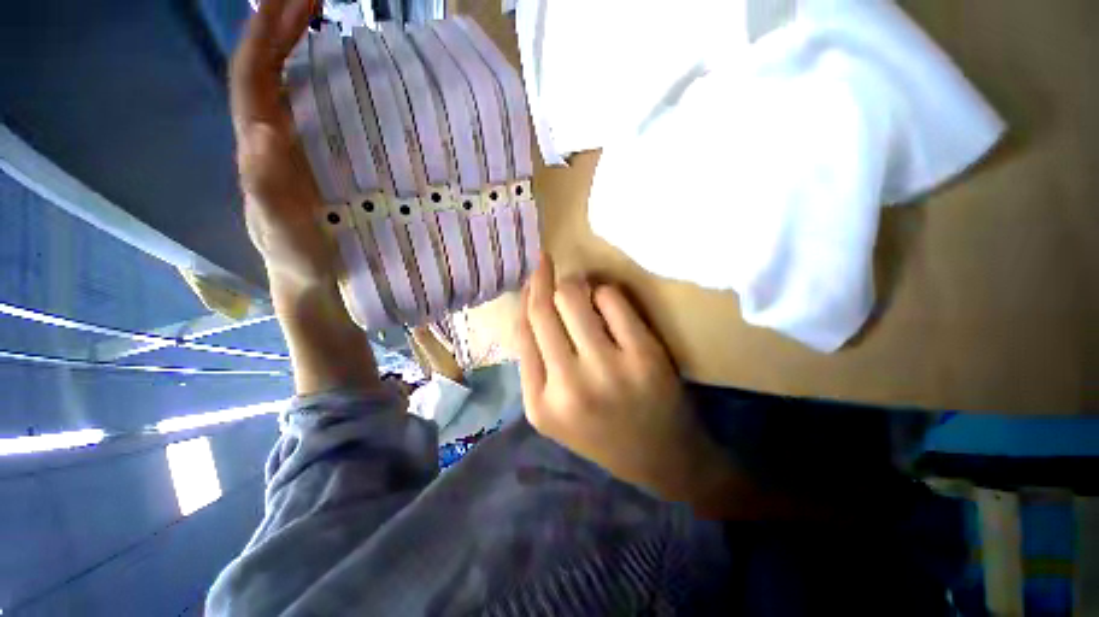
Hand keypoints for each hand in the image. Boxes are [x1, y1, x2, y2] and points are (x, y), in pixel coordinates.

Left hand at [230, 0, 330, 288]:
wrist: (312, 280)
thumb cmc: (301, 261)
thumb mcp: (285, 234)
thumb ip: (268, 191)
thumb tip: (262, 129)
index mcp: (257, 150)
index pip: (252, 79)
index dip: (265, 35)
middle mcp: (267, 139)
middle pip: (265, 70)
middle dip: (281, 25)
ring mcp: (291, 149)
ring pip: (284, 84)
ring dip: (297, 45)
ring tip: (322, 12)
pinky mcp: (313, 161)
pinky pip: (308, 110)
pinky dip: (318, 80)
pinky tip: (337, 69)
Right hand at [515, 255, 733, 502]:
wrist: (662, 457)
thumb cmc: (602, 429)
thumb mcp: (554, 409)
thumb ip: (535, 360)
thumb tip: (529, 299)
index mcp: (540, 404)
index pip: (522, 330)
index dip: (526, 294)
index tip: (530, 273)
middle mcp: (568, 387)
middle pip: (543, 309)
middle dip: (544, 279)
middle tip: (551, 267)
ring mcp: (608, 370)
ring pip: (573, 295)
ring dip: (575, 284)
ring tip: (582, 290)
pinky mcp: (643, 355)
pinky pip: (610, 297)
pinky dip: (604, 292)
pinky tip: (608, 303)